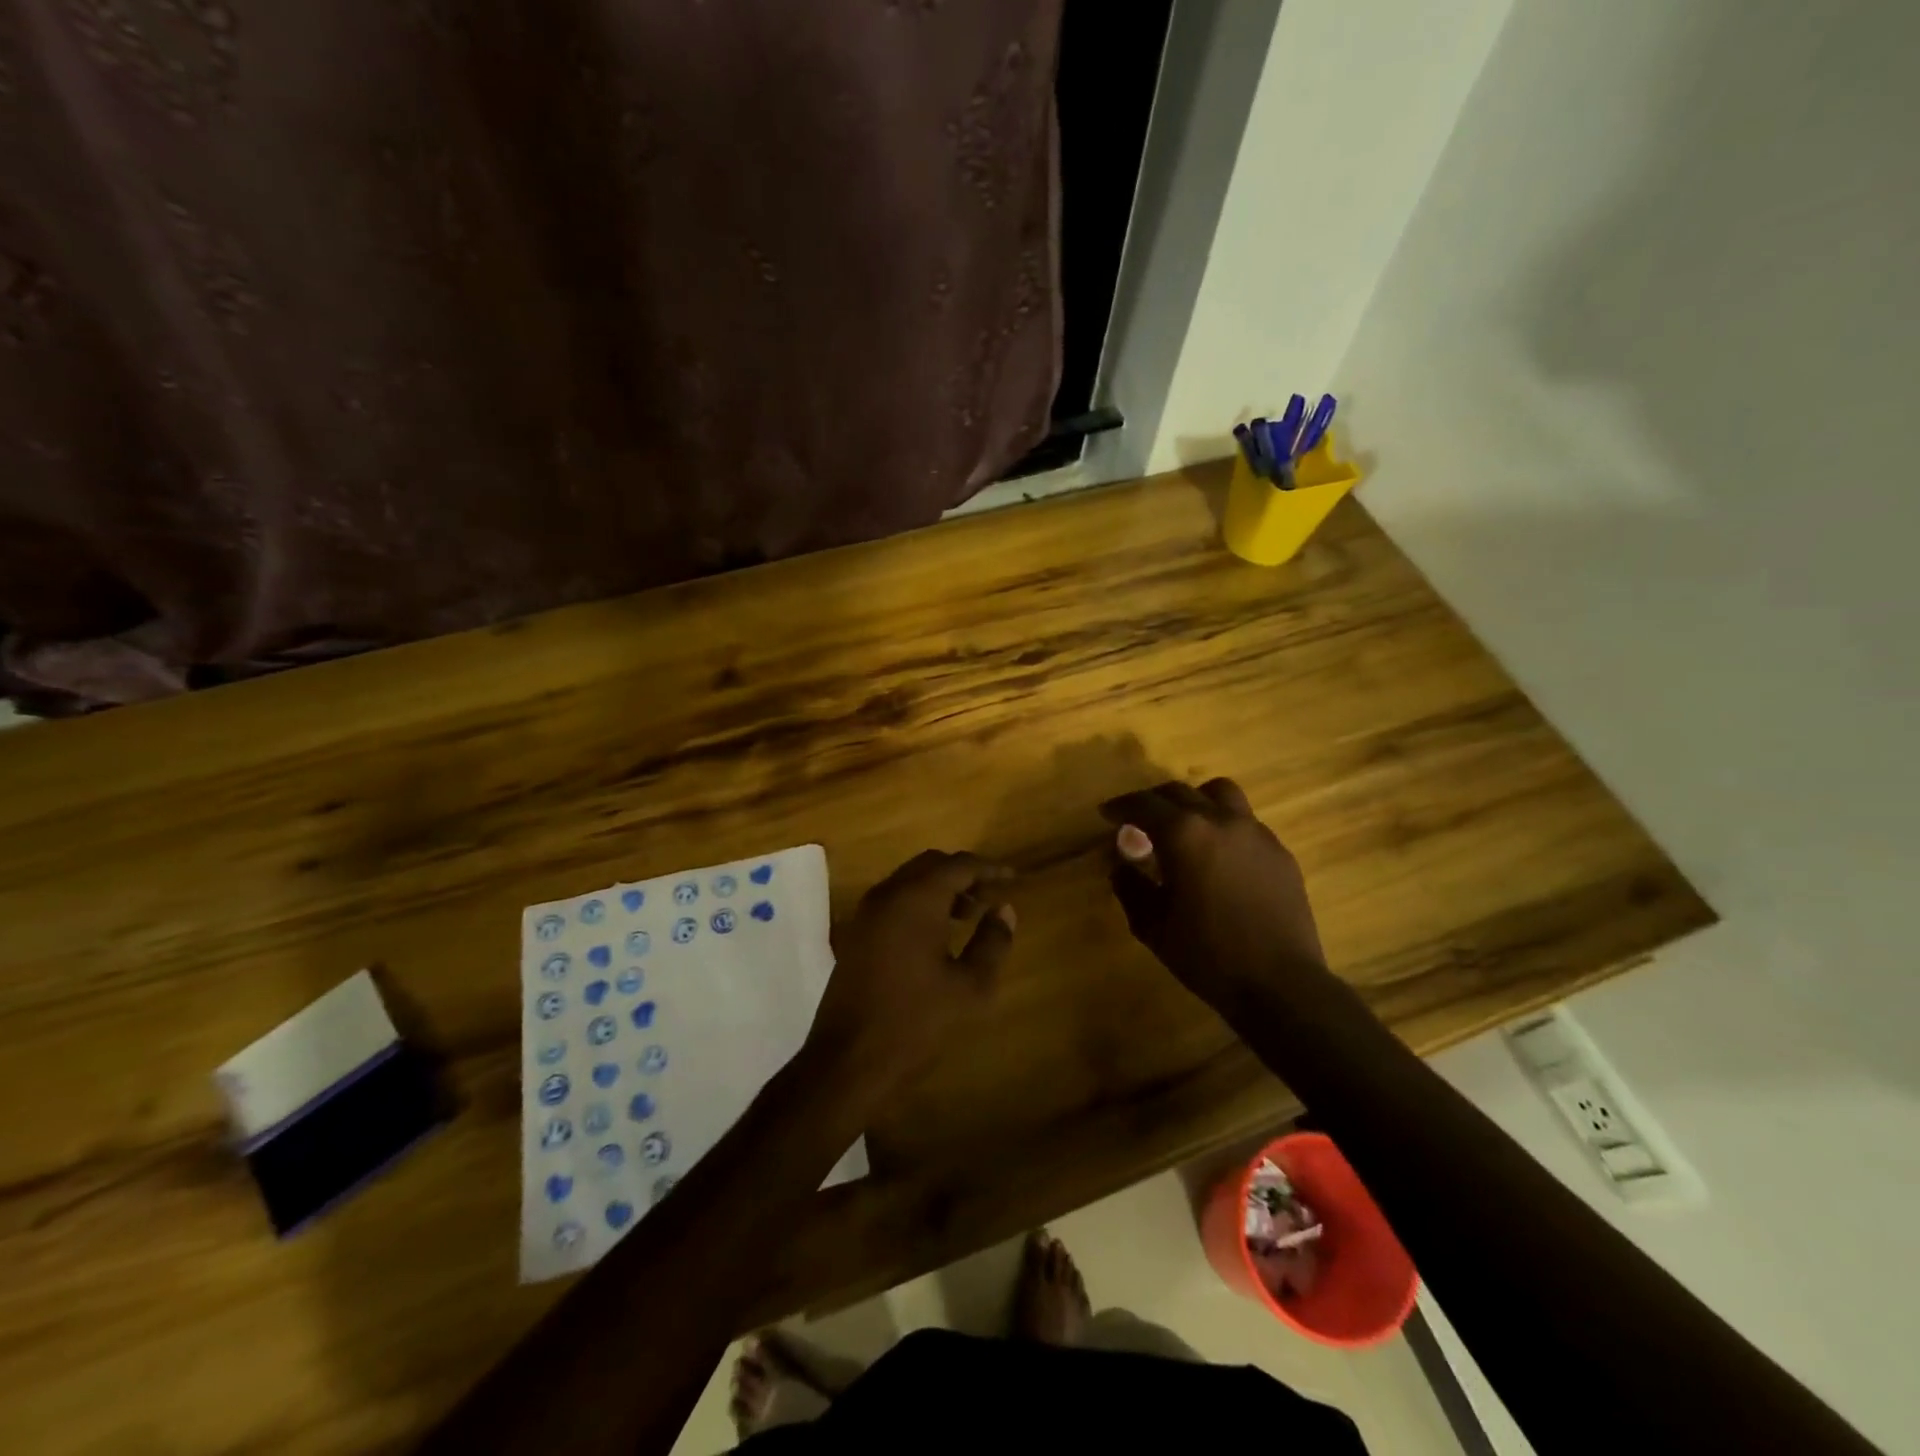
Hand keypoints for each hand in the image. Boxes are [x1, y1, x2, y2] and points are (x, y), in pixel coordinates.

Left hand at [807, 850, 1016, 1099]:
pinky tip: (939, 933)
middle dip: (964, 875)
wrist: (848, 1060)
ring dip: (941, 889)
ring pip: (910, 881)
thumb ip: (992, 942)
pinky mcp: (857, 934)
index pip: (958, 865)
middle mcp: (888, 895)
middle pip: (931, 865)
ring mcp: (867, 913)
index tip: (1013, 879)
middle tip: (992, 896)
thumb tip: (1004, 911)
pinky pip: (895, 901)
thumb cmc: (916, 1021)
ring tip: (971, 915)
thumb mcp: (970, 986)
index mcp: (916, 899)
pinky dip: (920, 903)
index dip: (989, 869)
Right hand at [1101, 778, 1328, 1012]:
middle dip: (1153, 801)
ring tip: (1185, 825)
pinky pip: (1245, 823)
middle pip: (1180, 792)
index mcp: (1184, 835)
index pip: (1144, 804)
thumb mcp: (1153, 926)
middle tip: (1138, 820)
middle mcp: (1220, 821)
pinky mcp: (1279, 852)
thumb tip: (1121, 866)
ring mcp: (1256, 833)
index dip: (1120, 806)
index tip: (1107, 814)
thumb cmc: (1207, 955)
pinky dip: (1223, 826)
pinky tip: (1219, 857)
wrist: (1280, 983)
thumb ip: (1130, 887)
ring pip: (1220, 794)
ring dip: (1195, 801)